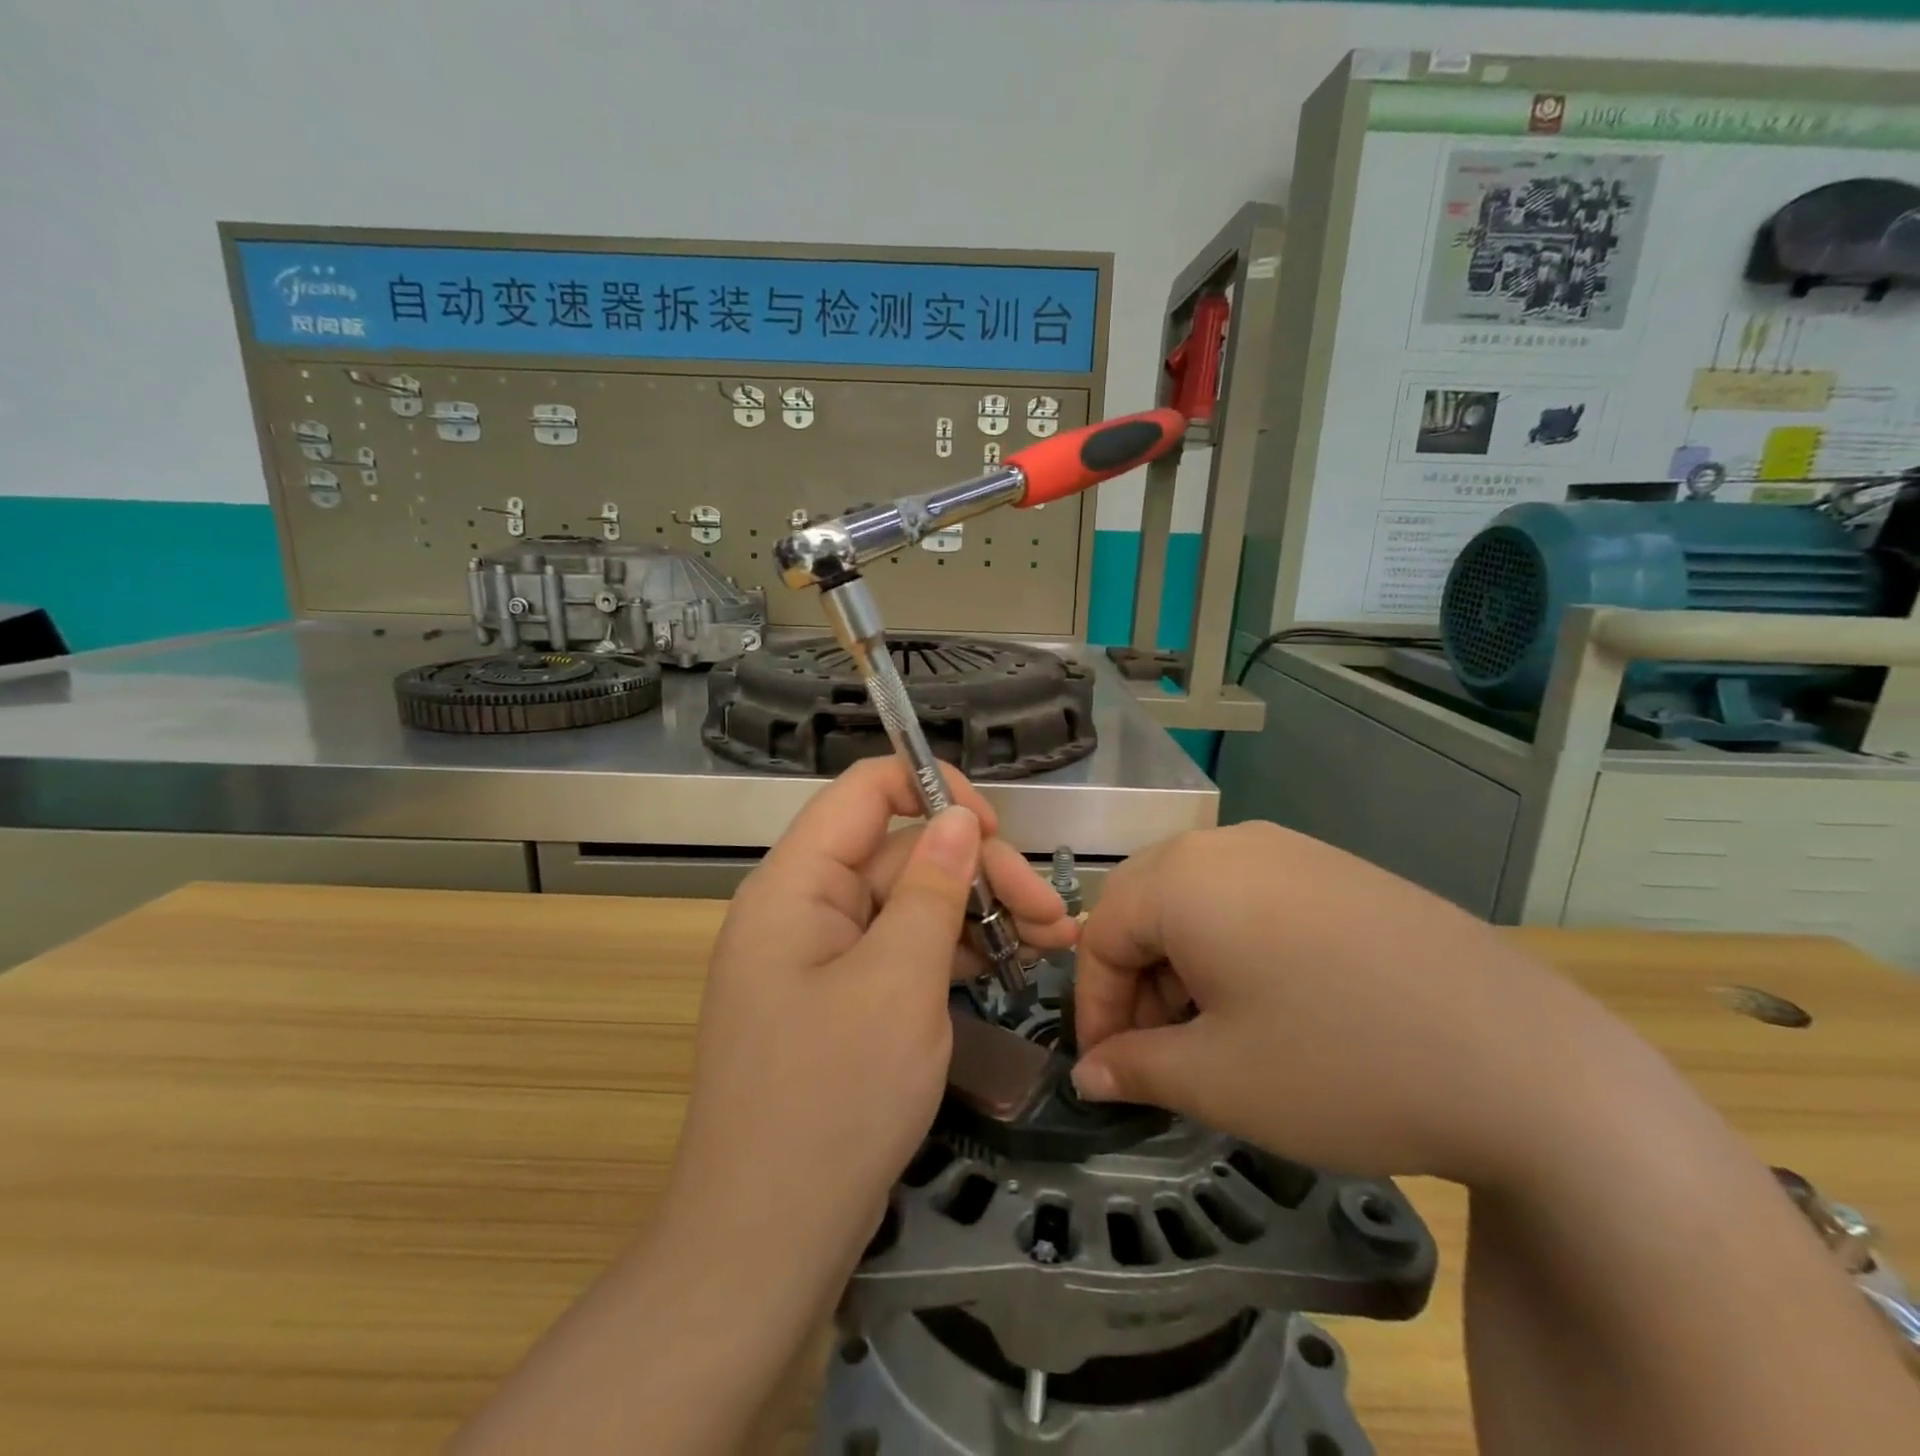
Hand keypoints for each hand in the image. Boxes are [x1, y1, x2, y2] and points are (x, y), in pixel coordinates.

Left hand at [664, 759, 1075, 1269]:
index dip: (932, 789)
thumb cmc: (832, 1100)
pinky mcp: (843, 1000)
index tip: (995, 829)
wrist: (767, 1243)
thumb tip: (957, 817)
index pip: (864, 791)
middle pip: (900, 854)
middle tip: (1053, 916)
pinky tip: (1007, 968)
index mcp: (796, 884)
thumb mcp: (898, 983)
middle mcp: (804, 908)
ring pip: (909, 904)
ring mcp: (823, 957)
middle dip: (979, 874)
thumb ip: (932, 889)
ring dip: (978, 916)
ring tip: (1052, 942)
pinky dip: (953, 954)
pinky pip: (902, 951)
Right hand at [1070, 821, 1628, 1188]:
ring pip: (1199, 902)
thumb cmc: (1341, 1065)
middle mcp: (1230, 844)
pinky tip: (1273, 1005)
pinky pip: (1253, 899)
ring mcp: (1291, 850)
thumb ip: (1133, 1069)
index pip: (1102, 934)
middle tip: (1159, 1053)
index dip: (1093, 1007)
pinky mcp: (1339, 870)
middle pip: (1147, 907)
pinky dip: (1235, 949)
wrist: (1529, 1065)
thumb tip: (1089, 1073)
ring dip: (1185, 967)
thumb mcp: (1217, 1080)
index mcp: (1184, 878)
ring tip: (1217, 1036)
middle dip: (1137, 984)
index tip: (1107, 1070)